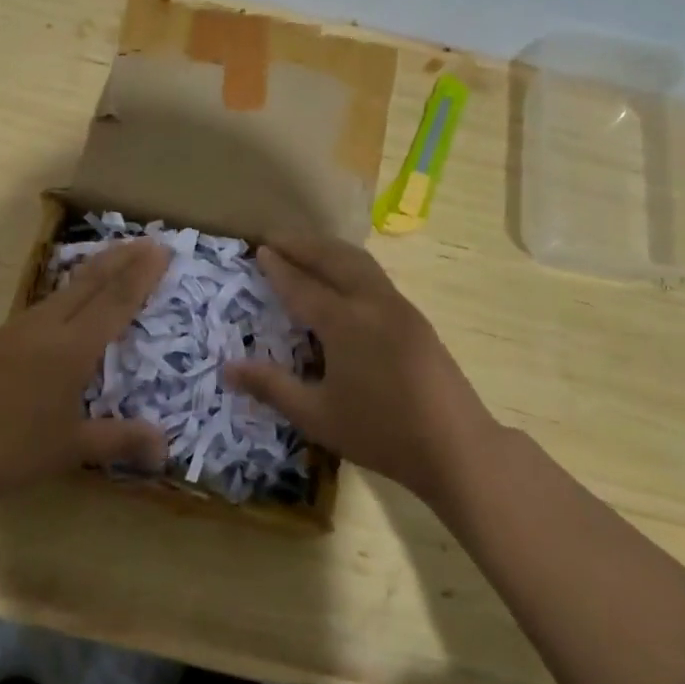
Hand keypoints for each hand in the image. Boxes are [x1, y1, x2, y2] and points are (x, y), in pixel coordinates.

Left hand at [0, 240, 171, 512]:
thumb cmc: (9, 452)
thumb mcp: (71, 449)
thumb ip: (120, 440)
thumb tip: (166, 448)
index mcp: (70, 349)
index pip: (114, 301)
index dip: (141, 274)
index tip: (162, 249)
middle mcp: (44, 328)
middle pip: (88, 282)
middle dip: (121, 258)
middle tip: (147, 241)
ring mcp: (14, 330)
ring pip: (62, 290)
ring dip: (92, 272)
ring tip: (112, 263)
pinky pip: (42, 306)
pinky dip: (67, 294)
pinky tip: (65, 306)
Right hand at [224, 235, 501, 502]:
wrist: (456, 447)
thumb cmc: (380, 433)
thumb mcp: (316, 415)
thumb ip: (272, 387)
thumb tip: (227, 368)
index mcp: (345, 323)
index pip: (303, 286)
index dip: (279, 268)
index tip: (260, 249)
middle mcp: (373, 304)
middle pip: (335, 260)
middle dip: (304, 245)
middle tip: (277, 236)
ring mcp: (400, 309)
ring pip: (361, 263)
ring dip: (330, 250)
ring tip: (308, 247)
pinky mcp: (417, 321)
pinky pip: (376, 277)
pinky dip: (352, 265)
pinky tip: (346, 279)